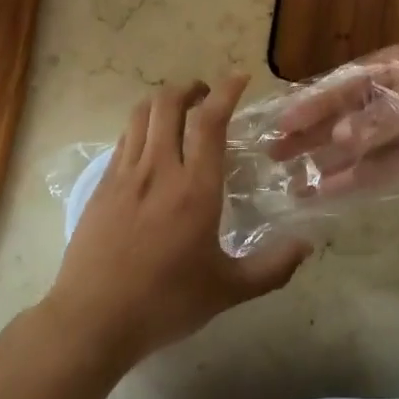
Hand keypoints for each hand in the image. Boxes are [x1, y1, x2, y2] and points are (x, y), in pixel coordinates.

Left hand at [45, 76, 311, 368]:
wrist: (92, 320)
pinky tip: (150, 145)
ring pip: (142, 114)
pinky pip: (124, 138)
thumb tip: (306, 245)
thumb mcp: (227, 291)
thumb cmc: (165, 304)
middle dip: (190, 88)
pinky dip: (142, 126)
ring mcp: (125, 174)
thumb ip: (271, 268)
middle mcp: (159, 169)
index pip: (210, 121)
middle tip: (206, 96)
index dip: (226, 91)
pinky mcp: (101, 186)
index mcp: (195, 188)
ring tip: (178, 111)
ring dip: (163, 101)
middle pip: (168, 102)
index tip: (240, 78)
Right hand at [266, 39, 398, 191]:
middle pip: (346, 116)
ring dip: (332, 163)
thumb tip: (340, 141)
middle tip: (275, 157)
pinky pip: (388, 168)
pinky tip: (333, 191)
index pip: (341, 86)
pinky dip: (362, 179)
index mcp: (391, 66)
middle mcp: (396, 94)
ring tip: (296, 184)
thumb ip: (378, 117)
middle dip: (313, 136)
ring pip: (363, 147)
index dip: (311, 105)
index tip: (281, 124)